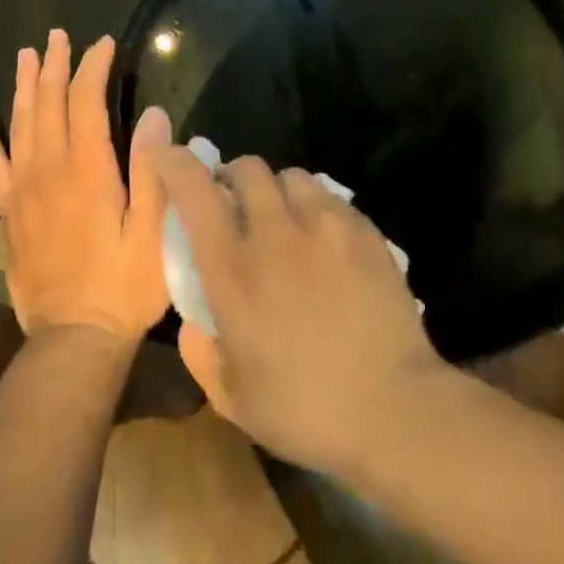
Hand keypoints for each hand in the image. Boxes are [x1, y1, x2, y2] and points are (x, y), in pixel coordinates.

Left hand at [0, 31, 170, 343]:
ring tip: (28, 55)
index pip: (86, 101)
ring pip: (19, 124)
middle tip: (59, 35)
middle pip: (49, 103)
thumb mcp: (154, 231)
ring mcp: (23, 190)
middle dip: (56, 65)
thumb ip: (152, 170)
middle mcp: (49, 169)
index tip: (104, 43)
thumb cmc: (125, 285)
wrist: (73, 339)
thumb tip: (153, 115)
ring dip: (25, 86)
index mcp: (87, 169)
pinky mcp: (10, 212)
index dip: (94, 67)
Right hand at [154, 148, 445, 473]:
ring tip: (285, 220)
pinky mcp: (362, 229)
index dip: (176, 163)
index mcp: (233, 268)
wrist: (395, 408)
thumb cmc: (306, 409)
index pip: (194, 191)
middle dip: (233, 178)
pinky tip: (325, 241)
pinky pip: (329, 197)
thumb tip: (193, 323)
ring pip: (290, 176)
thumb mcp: (234, 400)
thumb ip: (201, 354)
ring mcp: (323, 224)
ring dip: (277, 191)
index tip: (169, 154)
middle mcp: (274, 232)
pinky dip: (316, 207)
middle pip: (246, 168)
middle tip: (236, 207)